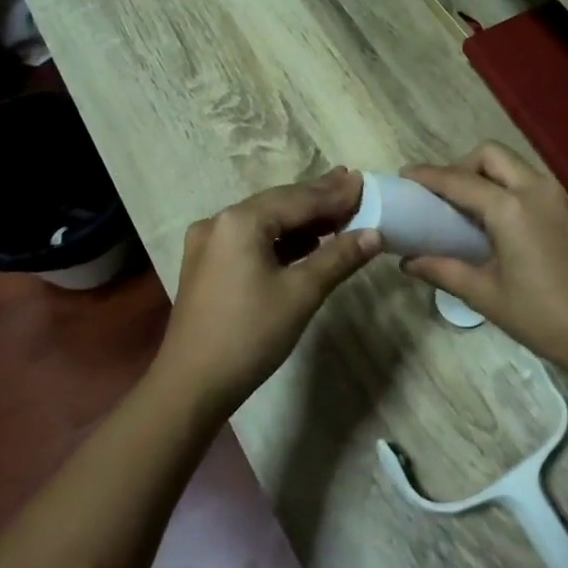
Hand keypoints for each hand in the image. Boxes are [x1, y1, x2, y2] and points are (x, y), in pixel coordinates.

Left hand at [152, 168, 378, 414]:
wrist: (192, 385)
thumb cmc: (250, 334)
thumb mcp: (301, 294)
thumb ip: (338, 257)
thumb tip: (374, 234)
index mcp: (240, 221)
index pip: (297, 199)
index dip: (333, 193)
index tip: (363, 182)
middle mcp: (219, 222)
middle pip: (278, 204)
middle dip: (317, 199)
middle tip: (352, 186)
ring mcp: (208, 244)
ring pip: (264, 222)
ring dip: (300, 220)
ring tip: (337, 213)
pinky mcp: (207, 266)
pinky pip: (250, 240)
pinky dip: (280, 239)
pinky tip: (306, 242)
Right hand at [399, 143, 567, 374]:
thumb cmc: (541, 316)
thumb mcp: (485, 295)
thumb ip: (444, 271)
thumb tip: (408, 262)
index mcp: (511, 208)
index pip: (459, 181)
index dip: (429, 176)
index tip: (405, 176)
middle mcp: (536, 191)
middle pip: (491, 155)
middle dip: (462, 165)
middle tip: (443, 195)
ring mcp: (559, 198)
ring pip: (515, 166)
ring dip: (487, 175)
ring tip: (468, 208)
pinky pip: (532, 184)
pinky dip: (509, 188)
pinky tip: (500, 223)